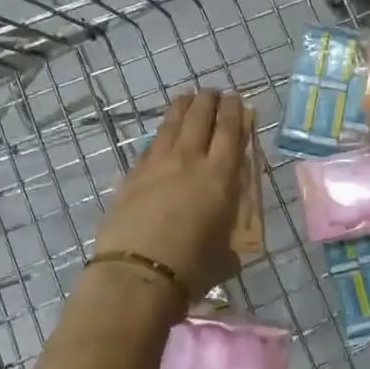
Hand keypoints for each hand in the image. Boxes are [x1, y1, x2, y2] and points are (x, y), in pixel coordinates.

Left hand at [94, 90, 249, 304]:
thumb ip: (230, 234)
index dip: (235, 111)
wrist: (137, 275)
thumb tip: (229, 235)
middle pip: (200, 117)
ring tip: (188, 98)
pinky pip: (151, 145)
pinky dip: (162, 134)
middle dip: (210, 100)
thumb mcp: (226, 252)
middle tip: (214, 93)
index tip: (237, 100)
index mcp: (220, 176)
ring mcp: (157, 164)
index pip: (230, 131)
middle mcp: (189, 160)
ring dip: (183, 107)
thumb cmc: (191, 269)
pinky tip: (162, 135)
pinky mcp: (132, 174)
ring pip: (172, 123)